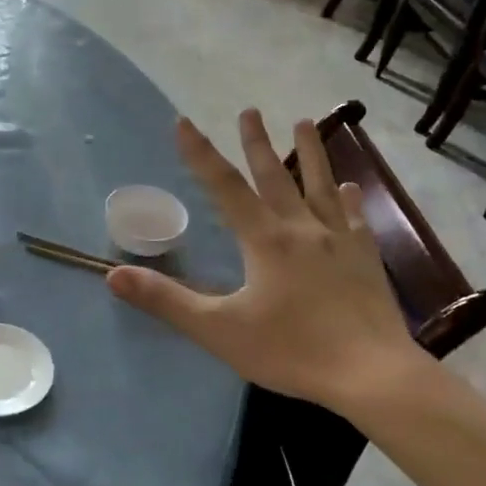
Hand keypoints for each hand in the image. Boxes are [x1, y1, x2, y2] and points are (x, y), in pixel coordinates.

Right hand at [106, 110, 433, 416]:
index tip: (184, 122)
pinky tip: (351, 186)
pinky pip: (355, 217)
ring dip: (309, 152)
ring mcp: (339, 240)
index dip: (201, 154)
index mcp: (265, 240)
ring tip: (304, 122)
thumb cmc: (292, 351)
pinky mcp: (366, 258)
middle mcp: (302, 228)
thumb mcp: (218, 330)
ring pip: (320, 185)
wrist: (371, 374)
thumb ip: (167, 300)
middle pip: (275, 176)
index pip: (225, 187)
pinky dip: (350, 197)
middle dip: (257, 143)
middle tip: (250, 110)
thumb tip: (114, 274)